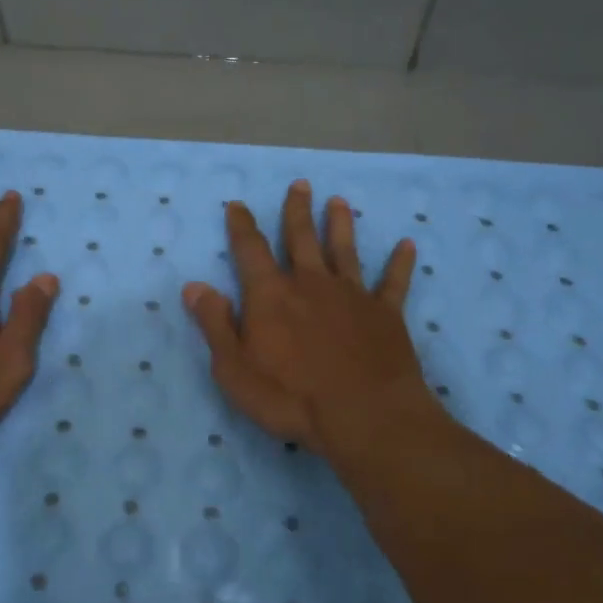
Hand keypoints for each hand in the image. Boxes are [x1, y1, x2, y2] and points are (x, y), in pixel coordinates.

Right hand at [183, 180, 443, 455]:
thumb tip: (194, 286)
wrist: (364, 416)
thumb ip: (215, 324)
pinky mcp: (386, 314)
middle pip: (302, 239)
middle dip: (297, 211)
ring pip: (345, 250)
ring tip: (339, 202)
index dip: (242, 226)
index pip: (251, 250)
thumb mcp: (234, 369)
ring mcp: (352, 296)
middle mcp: (311, 284)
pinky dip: (400, 263)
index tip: (238, 205)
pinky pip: (393, 282)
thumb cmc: (290, 397)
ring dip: (341, 225)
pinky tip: (407, 245)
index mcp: (271, 295)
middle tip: (300, 185)